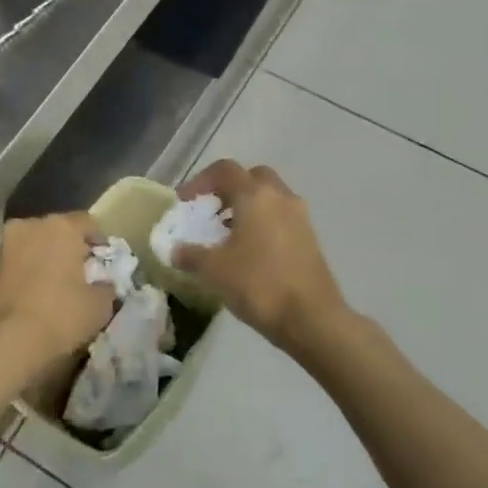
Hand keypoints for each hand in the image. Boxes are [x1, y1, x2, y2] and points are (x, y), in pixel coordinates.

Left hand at [0, 214, 113, 371]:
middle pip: (55, 232)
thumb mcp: (99, 307)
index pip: (88, 223)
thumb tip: (102, 285)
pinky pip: (10, 268)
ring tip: (49, 292)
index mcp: (60, 227)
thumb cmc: (58, 317)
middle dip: (67, 250)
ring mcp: (0, 247)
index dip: (100, 243)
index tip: (104, 264)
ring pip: (29, 248)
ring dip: (40, 263)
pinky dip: (20, 278)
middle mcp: (27, 227)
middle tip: (78, 277)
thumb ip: (106, 287)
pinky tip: (26, 302)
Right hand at [171, 160, 347, 353]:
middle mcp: (280, 197)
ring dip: (247, 207)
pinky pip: (281, 218)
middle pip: (252, 177)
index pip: (225, 170)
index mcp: (255, 196)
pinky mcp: (310, 238)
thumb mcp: (214, 270)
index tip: (184, 201)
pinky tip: (250, 252)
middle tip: (211, 210)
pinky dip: (263, 223)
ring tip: (227, 234)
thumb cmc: (258, 284)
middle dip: (229, 189)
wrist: (311, 318)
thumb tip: (176, 250)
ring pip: (270, 197)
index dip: (199, 181)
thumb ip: (191, 255)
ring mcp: (300, 217)